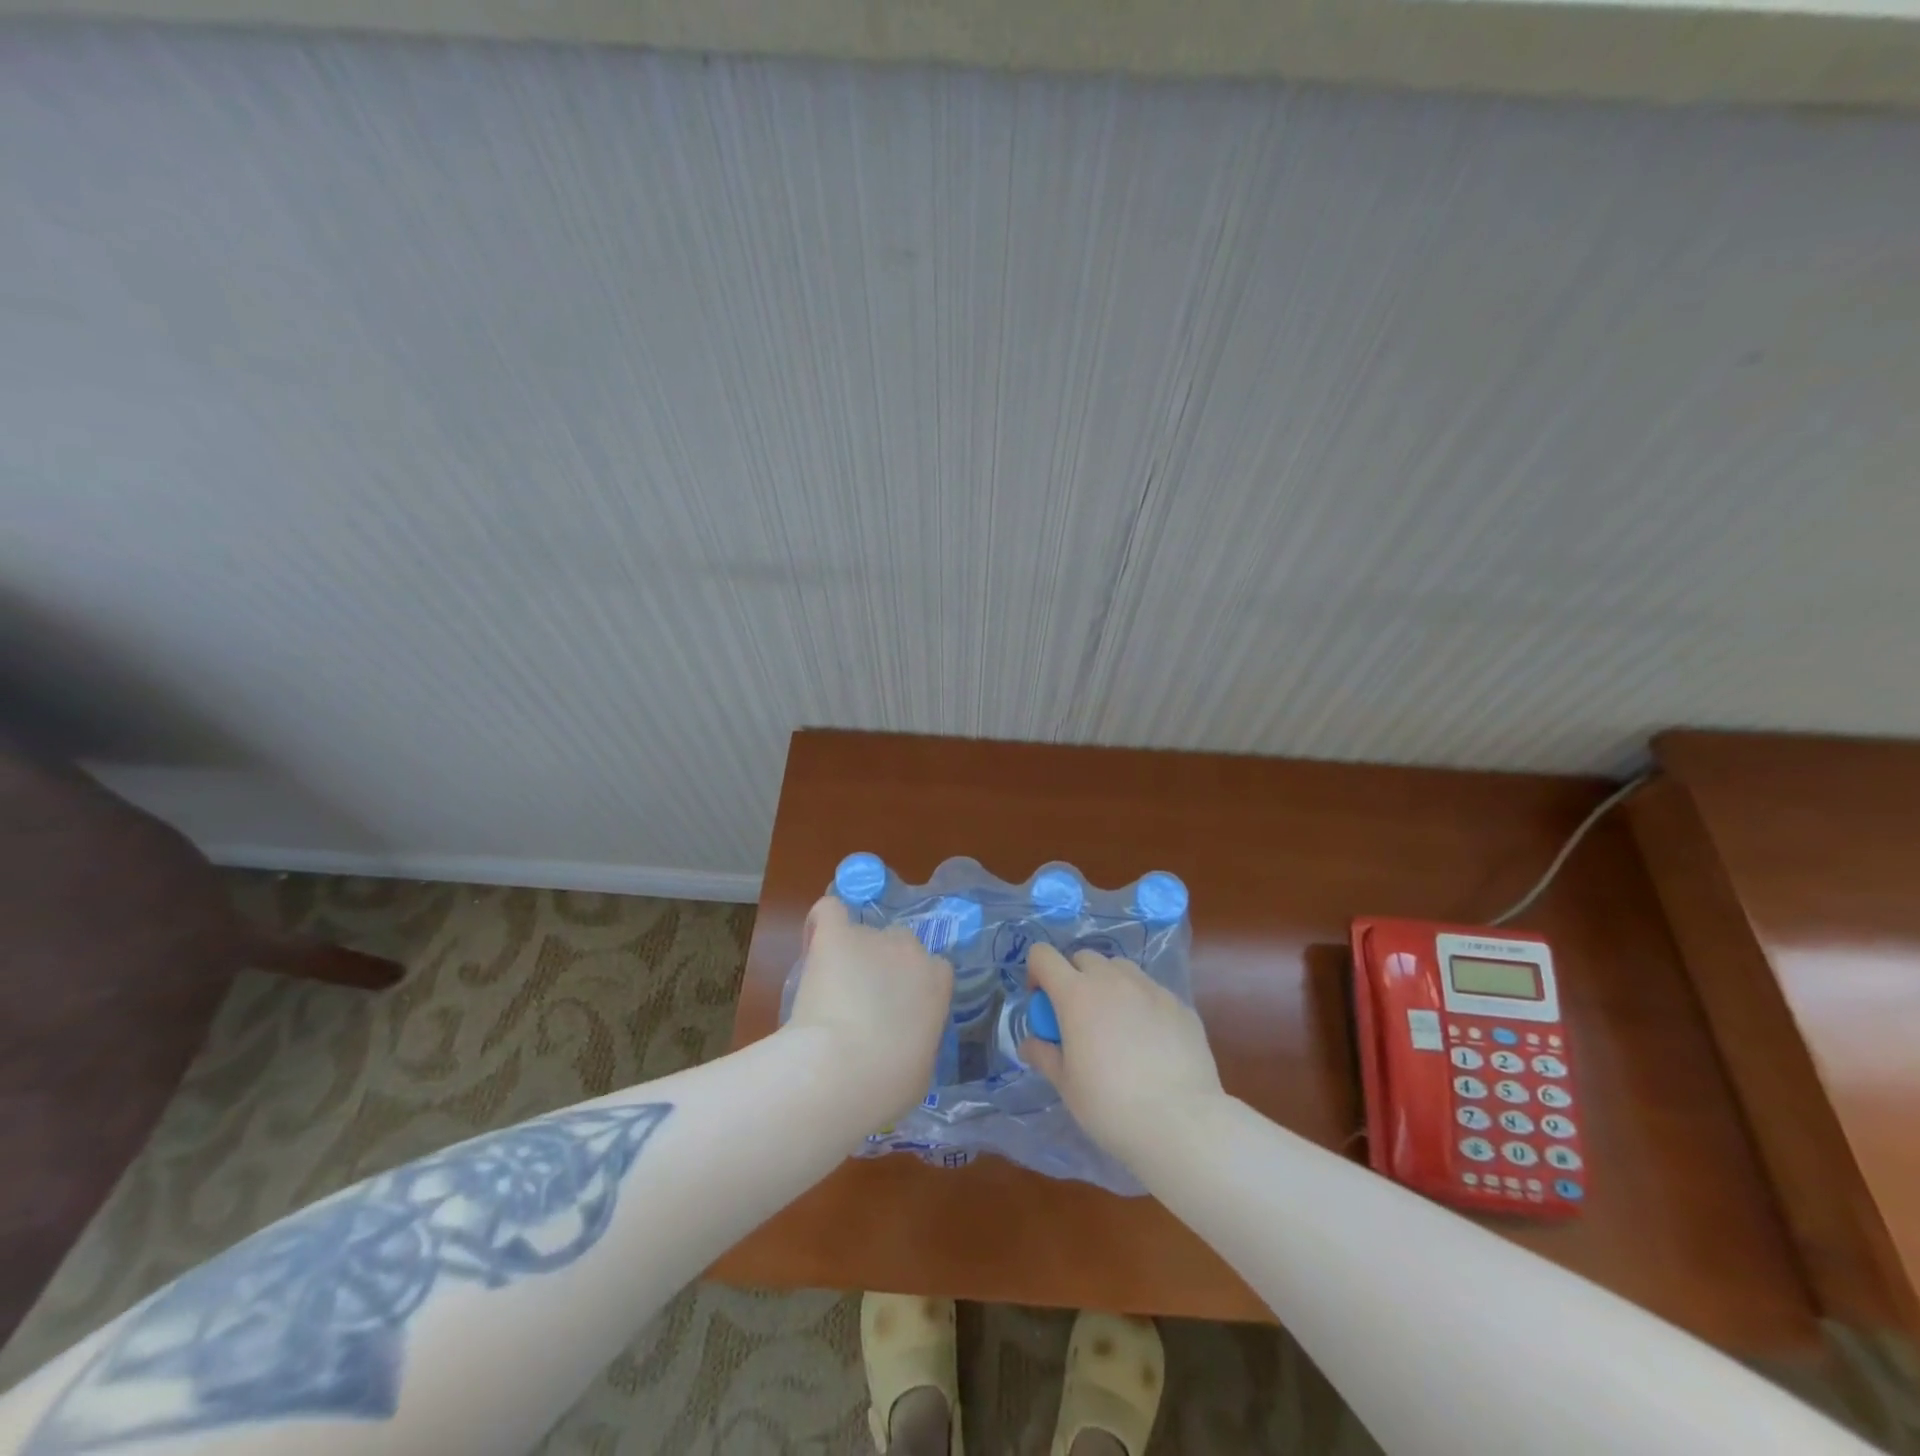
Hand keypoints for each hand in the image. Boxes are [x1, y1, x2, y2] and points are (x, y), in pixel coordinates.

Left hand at [785, 895, 953, 1121]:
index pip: (931, 970)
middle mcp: (911, 950)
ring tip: (826, 991)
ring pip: (861, 935)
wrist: (843, 1070)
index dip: (911, 989)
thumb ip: (918, 1041)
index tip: (895, 1014)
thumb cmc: (888, 1083)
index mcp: (937, 982)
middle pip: (899, 945)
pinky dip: (821, 924)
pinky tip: (815, 942)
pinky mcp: (836, 934)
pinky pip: (830, 911)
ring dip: (849, 956)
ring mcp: (872, 938)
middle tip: (860, 1002)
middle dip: (881, 967)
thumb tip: (904, 1043)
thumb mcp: (921, 1069)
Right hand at [1020, 943, 1223, 1166]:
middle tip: (1079, 1017)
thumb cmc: (1110, 1105)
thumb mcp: (1066, 1085)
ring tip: (1116, 1023)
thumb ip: (1045, 1055)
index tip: (1043, 1003)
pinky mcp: (1180, 1004)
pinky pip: (1151, 991)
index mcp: (1076, 994)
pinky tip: (1150, 1041)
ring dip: (1109, 984)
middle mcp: (1112, 980)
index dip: (1037, 973)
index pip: (1043, 956)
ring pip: (1120, 969)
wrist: (1181, 1123)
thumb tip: (1030, 1044)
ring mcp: (1150, 988)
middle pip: (1084, 957)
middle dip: (1074, 978)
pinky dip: (1141, 1004)